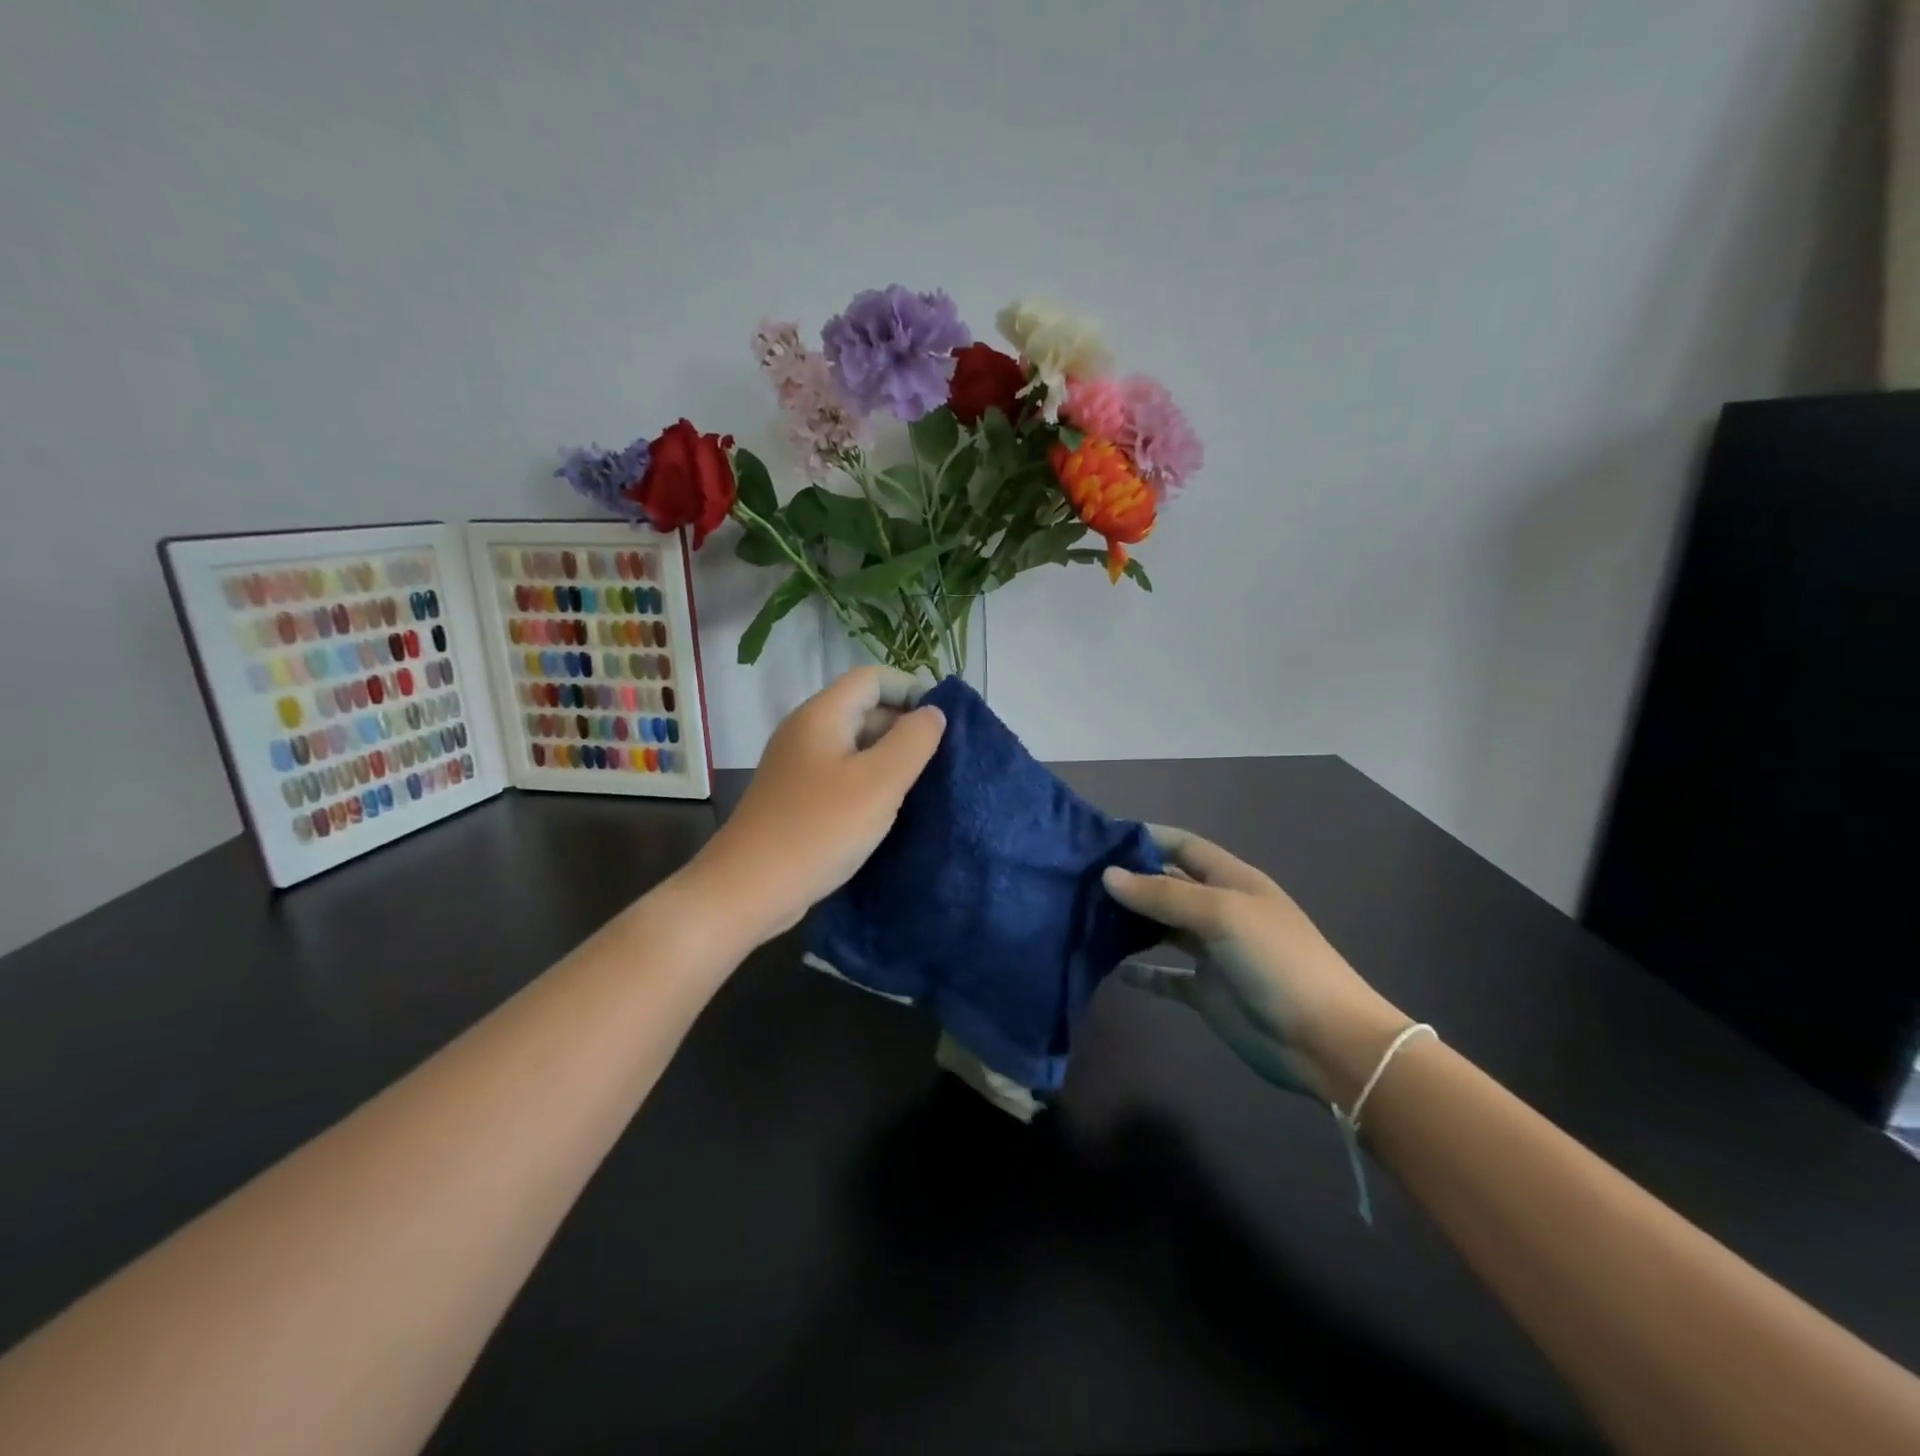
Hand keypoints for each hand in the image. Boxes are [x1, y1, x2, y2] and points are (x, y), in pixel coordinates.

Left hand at [691, 667, 945, 942]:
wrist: (748, 889)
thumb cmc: (820, 828)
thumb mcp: (880, 782)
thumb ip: (913, 740)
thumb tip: (933, 712)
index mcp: (822, 714)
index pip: (873, 678)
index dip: (911, 689)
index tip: (944, 723)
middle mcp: (806, 731)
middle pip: (863, 708)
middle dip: (904, 726)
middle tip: (940, 759)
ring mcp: (797, 765)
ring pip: (854, 745)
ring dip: (889, 757)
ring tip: (922, 784)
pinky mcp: (796, 797)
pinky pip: (841, 774)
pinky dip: (868, 782)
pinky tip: (887, 809)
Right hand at [1103, 826, 1407, 1102]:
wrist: (1325, 1041)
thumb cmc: (1277, 961)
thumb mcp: (1222, 914)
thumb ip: (1164, 894)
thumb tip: (1108, 876)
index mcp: (1232, 881)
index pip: (1183, 846)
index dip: (1146, 837)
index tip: (1100, 838)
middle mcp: (1220, 910)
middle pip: (1168, 885)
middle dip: (1130, 879)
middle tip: (1079, 878)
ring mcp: (1212, 952)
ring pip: (1162, 928)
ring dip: (1131, 922)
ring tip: (1086, 916)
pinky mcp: (1205, 991)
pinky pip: (1166, 975)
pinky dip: (1141, 972)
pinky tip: (1113, 969)